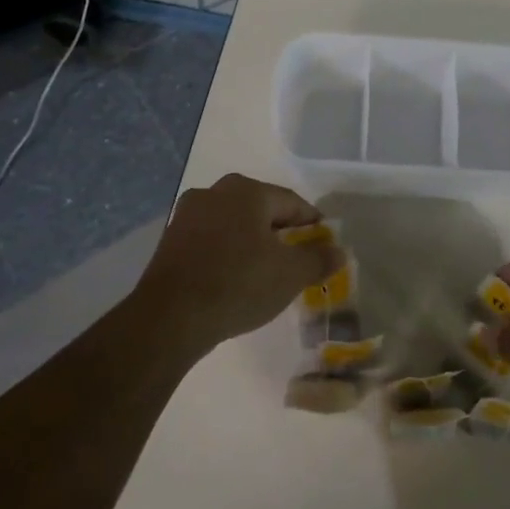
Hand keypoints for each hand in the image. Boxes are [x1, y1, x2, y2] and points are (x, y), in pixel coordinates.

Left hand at [131, 173, 342, 354]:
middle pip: (260, 208)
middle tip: (296, 257)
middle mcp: (215, 192)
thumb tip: (339, 250)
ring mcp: (188, 214)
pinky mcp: (170, 240)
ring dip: (252, 240)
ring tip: (266, 269)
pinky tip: (234, 276)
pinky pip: (211, 239)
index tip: (323, 243)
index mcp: (247, 191)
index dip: (312, 223)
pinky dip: (228, 251)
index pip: (292, 202)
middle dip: (281, 230)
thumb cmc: (238, 284)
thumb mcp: (290, 274)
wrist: (170, 317)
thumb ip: (318, 259)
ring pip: (234, 223)